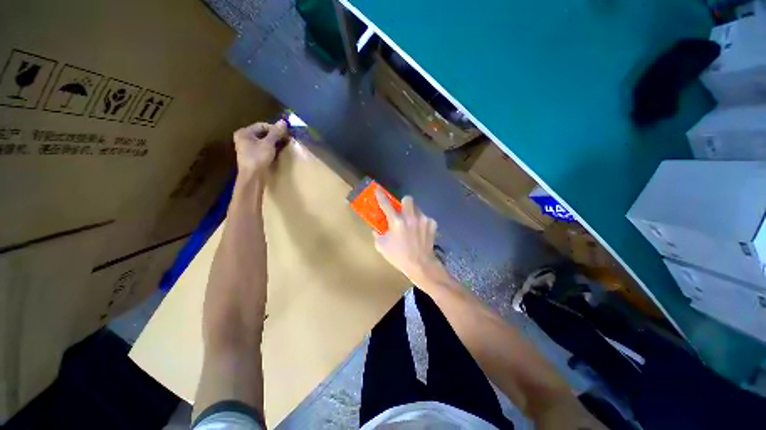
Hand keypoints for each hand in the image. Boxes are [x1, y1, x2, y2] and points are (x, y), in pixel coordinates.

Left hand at [233, 120, 287, 175]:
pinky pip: (262, 148)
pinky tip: (277, 152)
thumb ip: (276, 132)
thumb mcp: (269, 144)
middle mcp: (243, 138)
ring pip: (263, 141)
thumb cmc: (258, 158)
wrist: (252, 177)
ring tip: (283, 145)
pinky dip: (270, 149)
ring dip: (273, 143)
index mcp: (244, 132)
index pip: (262, 125)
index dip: (274, 128)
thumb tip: (283, 121)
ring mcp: (247, 148)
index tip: (285, 134)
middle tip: (285, 139)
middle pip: (262, 133)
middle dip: (274, 136)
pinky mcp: (251, 156)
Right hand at [374, 188, 441, 282]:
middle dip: (404, 203)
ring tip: (412, 225)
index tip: (378, 189)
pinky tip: (421, 232)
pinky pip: (425, 218)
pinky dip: (422, 222)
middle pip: (407, 199)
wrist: (421, 265)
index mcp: (396, 222)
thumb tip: (376, 229)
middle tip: (402, 212)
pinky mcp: (432, 224)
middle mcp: (410, 217)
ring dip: (413, 214)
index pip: (386, 204)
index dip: (380, 195)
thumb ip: (377, 234)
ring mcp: (423, 219)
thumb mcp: (382, 247)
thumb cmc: (399, 256)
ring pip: (417, 208)